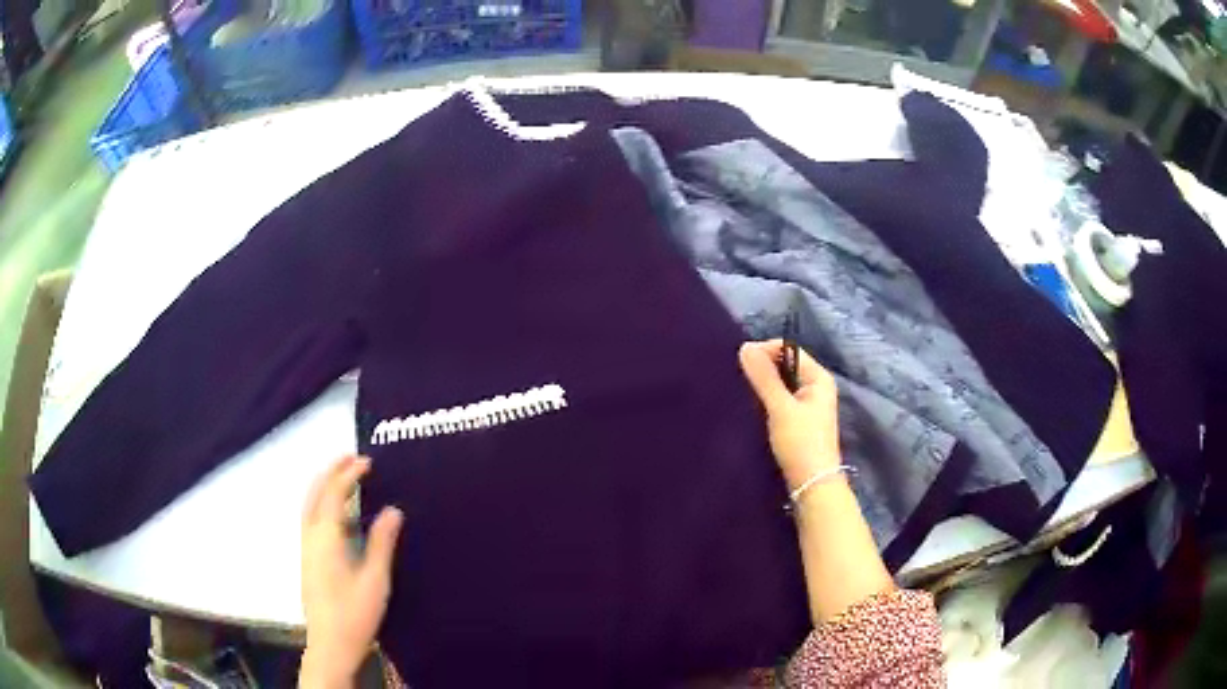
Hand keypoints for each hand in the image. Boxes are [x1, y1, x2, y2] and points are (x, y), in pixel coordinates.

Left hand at [300, 456, 403, 688]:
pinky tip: (336, 511)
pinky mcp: (307, 558)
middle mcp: (311, 535)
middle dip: (332, 471)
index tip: (369, 462)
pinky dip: (321, 501)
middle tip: (352, 458)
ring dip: (324, 484)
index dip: (350, 474)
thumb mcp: (376, 578)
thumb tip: (393, 510)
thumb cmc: (355, 611)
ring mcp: (306, 547)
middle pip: (316, 492)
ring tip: (343, 475)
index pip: (335, 493)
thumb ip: (382, 542)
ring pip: (309, 504)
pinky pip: (310, 517)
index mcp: (326, 536)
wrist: (330, 642)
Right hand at [738, 340, 841, 490]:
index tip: (741, 361)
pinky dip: (766, 400)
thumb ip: (764, 378)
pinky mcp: (798, 422)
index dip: (766, 350)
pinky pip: (779, 400)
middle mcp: (815, 387)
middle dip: (763, 368)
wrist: (812, 485)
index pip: (790, 350)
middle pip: (785, 366)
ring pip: (781, 384)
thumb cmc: (801, 443)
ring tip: (741, 390)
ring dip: (763, 385)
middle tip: (738, 376)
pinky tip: (751, 407)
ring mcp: (807, 405)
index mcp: (818, 378)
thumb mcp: (781, 408)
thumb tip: (745, 347)